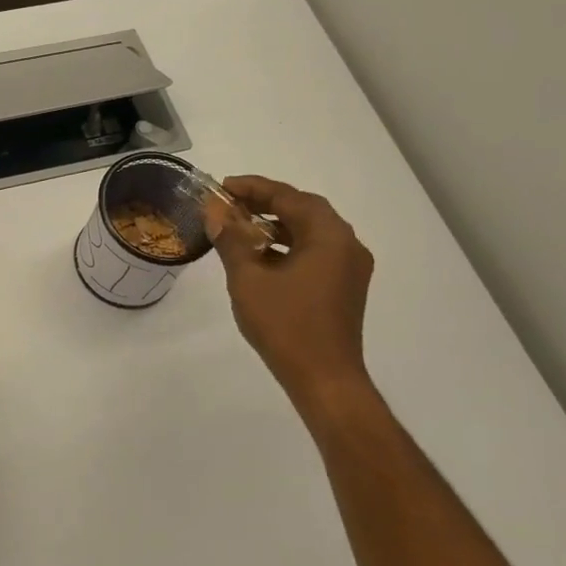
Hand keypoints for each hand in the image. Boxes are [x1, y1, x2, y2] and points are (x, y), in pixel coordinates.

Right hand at [205, 177, 375, 414]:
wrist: (324, 379)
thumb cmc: (285, 325)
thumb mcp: (248, 278)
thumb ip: (232, 239)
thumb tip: (215, 210)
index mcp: (329, 236)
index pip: (289, 197)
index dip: (254, 188)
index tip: (223, 186)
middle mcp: (347, 245)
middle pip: (304, 210)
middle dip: (265, 203)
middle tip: (230, 203)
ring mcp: (349, 268)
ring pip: (310, 232)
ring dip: (276, 225)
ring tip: (240, 226)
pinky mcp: (344, 288)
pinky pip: (315, 252)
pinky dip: (288, 246)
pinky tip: (260, 256)